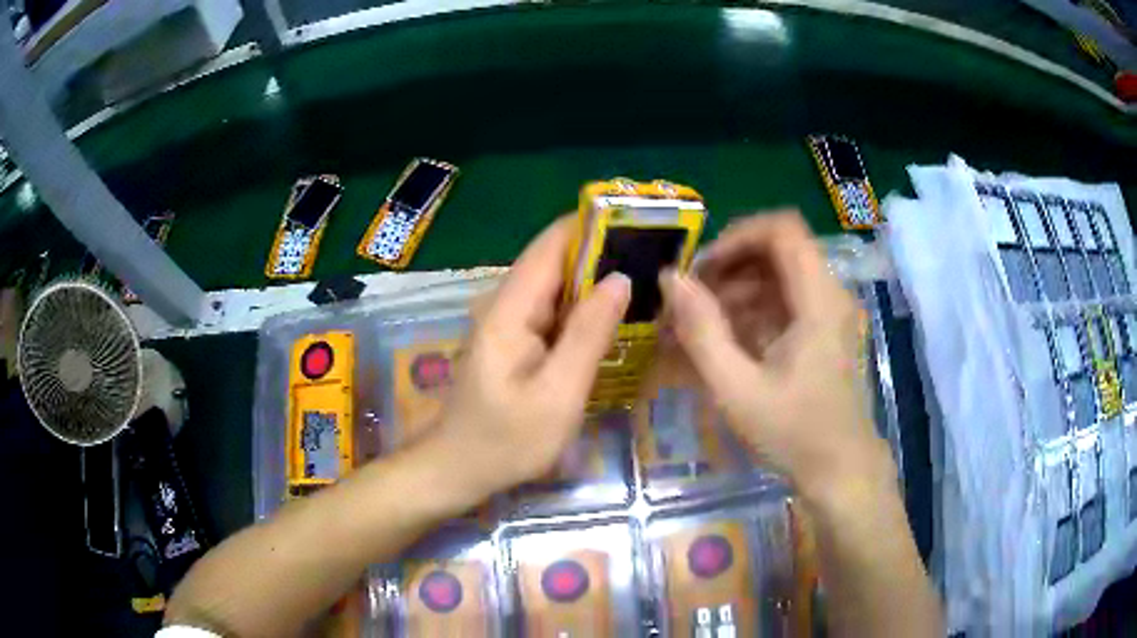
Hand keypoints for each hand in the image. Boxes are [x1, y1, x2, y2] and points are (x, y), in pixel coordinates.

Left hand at [432, 217, 630, 495]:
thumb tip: (621, 278)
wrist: (459, 470)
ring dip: (598, 279)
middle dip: (605, 251)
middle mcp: (507, 304)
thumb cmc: (506, 441)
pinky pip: (556, 312)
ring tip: (651, 277)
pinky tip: (619, 315)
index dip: (593, 225)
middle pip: (557, 260)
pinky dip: (586, 309)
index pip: (551, 244)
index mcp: (510, 309)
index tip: (640, 221)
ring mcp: (511, 323)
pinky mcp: (517, 341)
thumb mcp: (557, 394)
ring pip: (559, 286)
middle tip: (659, 255)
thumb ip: (588, 334)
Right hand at [660, 211, 892, 502]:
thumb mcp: (737, 388)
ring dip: (737, 288)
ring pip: (779, 274)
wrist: (840, 470)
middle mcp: (829, 294)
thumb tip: (671, 278)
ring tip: (700, 322)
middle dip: (731, 264)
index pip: (782, 229)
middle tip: (693, 296)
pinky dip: (752, 309)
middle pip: (778, 248)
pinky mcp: (824, 329)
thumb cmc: (793, 433)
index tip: (703, 267)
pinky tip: (726, 340)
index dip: (738, 235)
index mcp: (818, 299)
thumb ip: (701, 330)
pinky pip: (785, 300)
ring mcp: (829, 312)